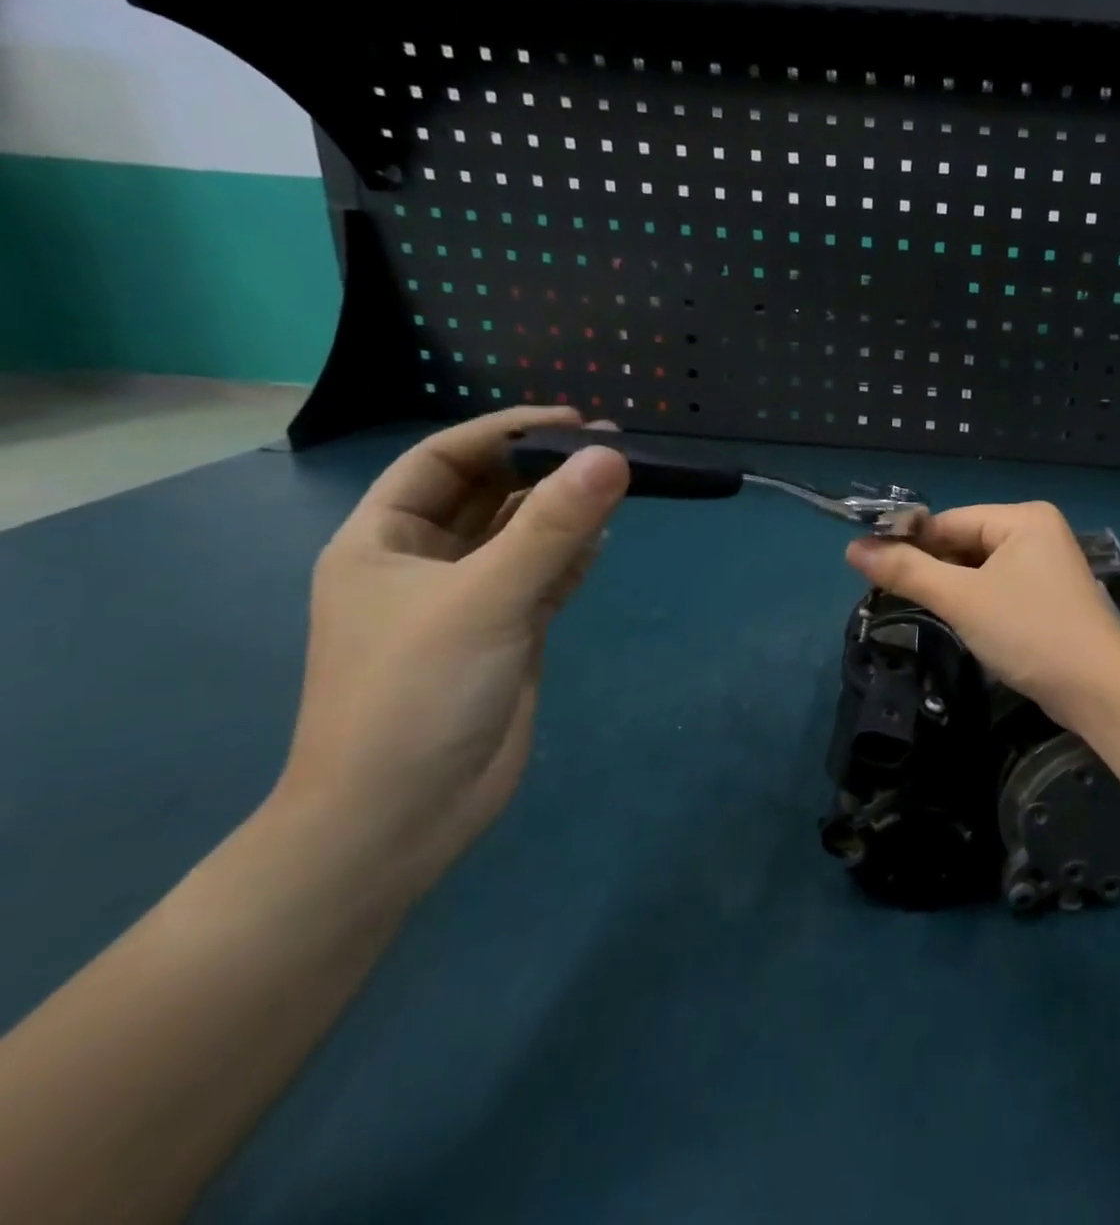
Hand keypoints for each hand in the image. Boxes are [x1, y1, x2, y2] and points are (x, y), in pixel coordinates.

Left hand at [273, 408, 629, 900]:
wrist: (402, 816)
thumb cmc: (416, 695)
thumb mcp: (484, 598)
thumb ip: (553, 527)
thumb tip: (611, 455)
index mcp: (383, 542)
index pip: (443, 461)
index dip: (503, 433)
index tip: (570, 420)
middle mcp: (424, 564)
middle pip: (489, 495)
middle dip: (543, 469)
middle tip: (611, 447)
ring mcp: (469, 601)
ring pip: (523, 536)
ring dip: (565, 511)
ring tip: (618, 484)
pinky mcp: (508, 634)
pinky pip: (545, 577)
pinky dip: (574, 556)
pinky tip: (604, 539)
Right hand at [846, 502, 1119, 724]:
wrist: (1100, 691)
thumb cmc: (1029, 633)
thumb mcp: (962, 600)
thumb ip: (908, 571)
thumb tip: (852, 549)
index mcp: (1023, 518)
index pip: (949, 521)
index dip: (909, 542)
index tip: (869, 567)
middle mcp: (1038, 532)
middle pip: (965, 542)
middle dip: (932, 568)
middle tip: (891, 595)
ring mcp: (1048, 565)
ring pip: (981, 568)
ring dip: (952, 588)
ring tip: (921, 610)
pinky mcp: (1050, 596)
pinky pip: (999, 587)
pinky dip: (976, 601)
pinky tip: (960, 621)